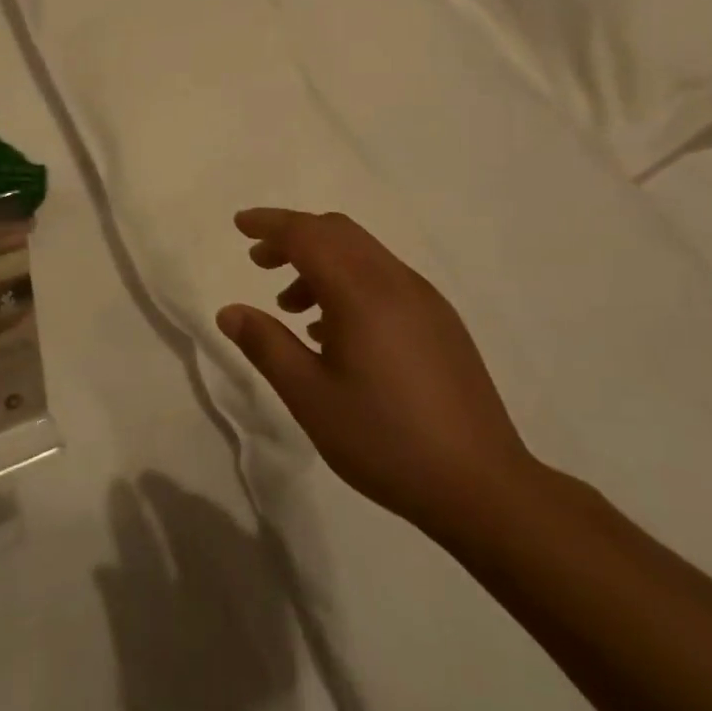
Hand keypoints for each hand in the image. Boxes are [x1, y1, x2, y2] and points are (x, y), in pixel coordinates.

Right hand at [215, 208, 539, 543]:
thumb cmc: (384, 440)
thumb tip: (229, 311)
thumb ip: (266, 346)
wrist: (482, 485)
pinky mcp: (441, 321)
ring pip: (363, 253)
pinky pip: (384, 278)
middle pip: (337, 232)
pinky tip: (335, 331)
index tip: (239, 225)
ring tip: (291, 307)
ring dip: (321, 261)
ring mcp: (425, 300)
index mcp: (362, 293)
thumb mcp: (310, 397)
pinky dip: (349, 281)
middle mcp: (396, 281)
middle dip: (293, 237)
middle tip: (259, 263)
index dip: (270, 225)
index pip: (308, 234)